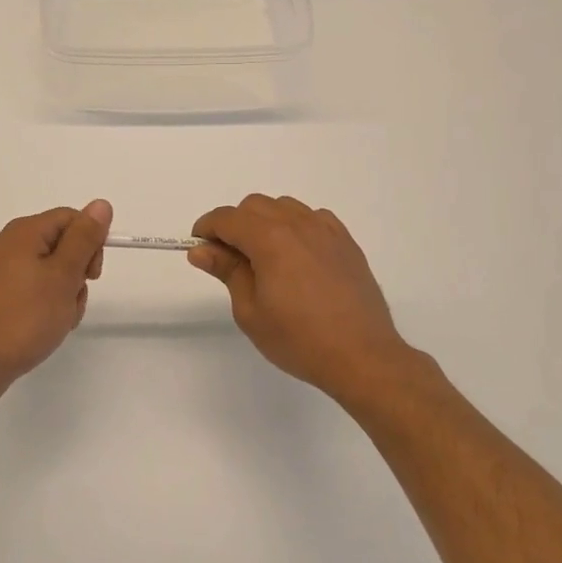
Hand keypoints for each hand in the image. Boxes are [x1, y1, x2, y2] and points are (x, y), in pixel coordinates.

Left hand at [0, 201, 112, 398]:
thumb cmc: (25, 317)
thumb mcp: (63, 275)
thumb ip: (84, 238)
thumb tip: (101, 204)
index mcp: (24, 232)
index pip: (71, 218)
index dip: (90, 242)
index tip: (93, 275)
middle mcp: (10, 244)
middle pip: (62, 244)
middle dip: (78, 272)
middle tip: (73, 299)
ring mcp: (2, 271)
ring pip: (52, 270)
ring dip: (66, 293)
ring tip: (59, 319)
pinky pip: (35, 288)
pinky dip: (48, 304)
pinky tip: (46, 326)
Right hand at [190, 195, 429, 402]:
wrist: (362, 356)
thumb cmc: (299, 339)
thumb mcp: (250, 311)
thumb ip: (227, 271)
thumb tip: (201, 250)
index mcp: (269, 239)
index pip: (227, 218)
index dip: (207, 228)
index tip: (200, 248)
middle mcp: (298, 224)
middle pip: (254, 206)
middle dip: (235, 224)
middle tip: (230, 260)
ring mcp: (326, 230)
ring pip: (284, 207)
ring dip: (265, 222)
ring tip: (265, 258)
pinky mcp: (346, 242)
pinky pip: (313, 218)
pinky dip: (296, 226)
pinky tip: (297, 256)